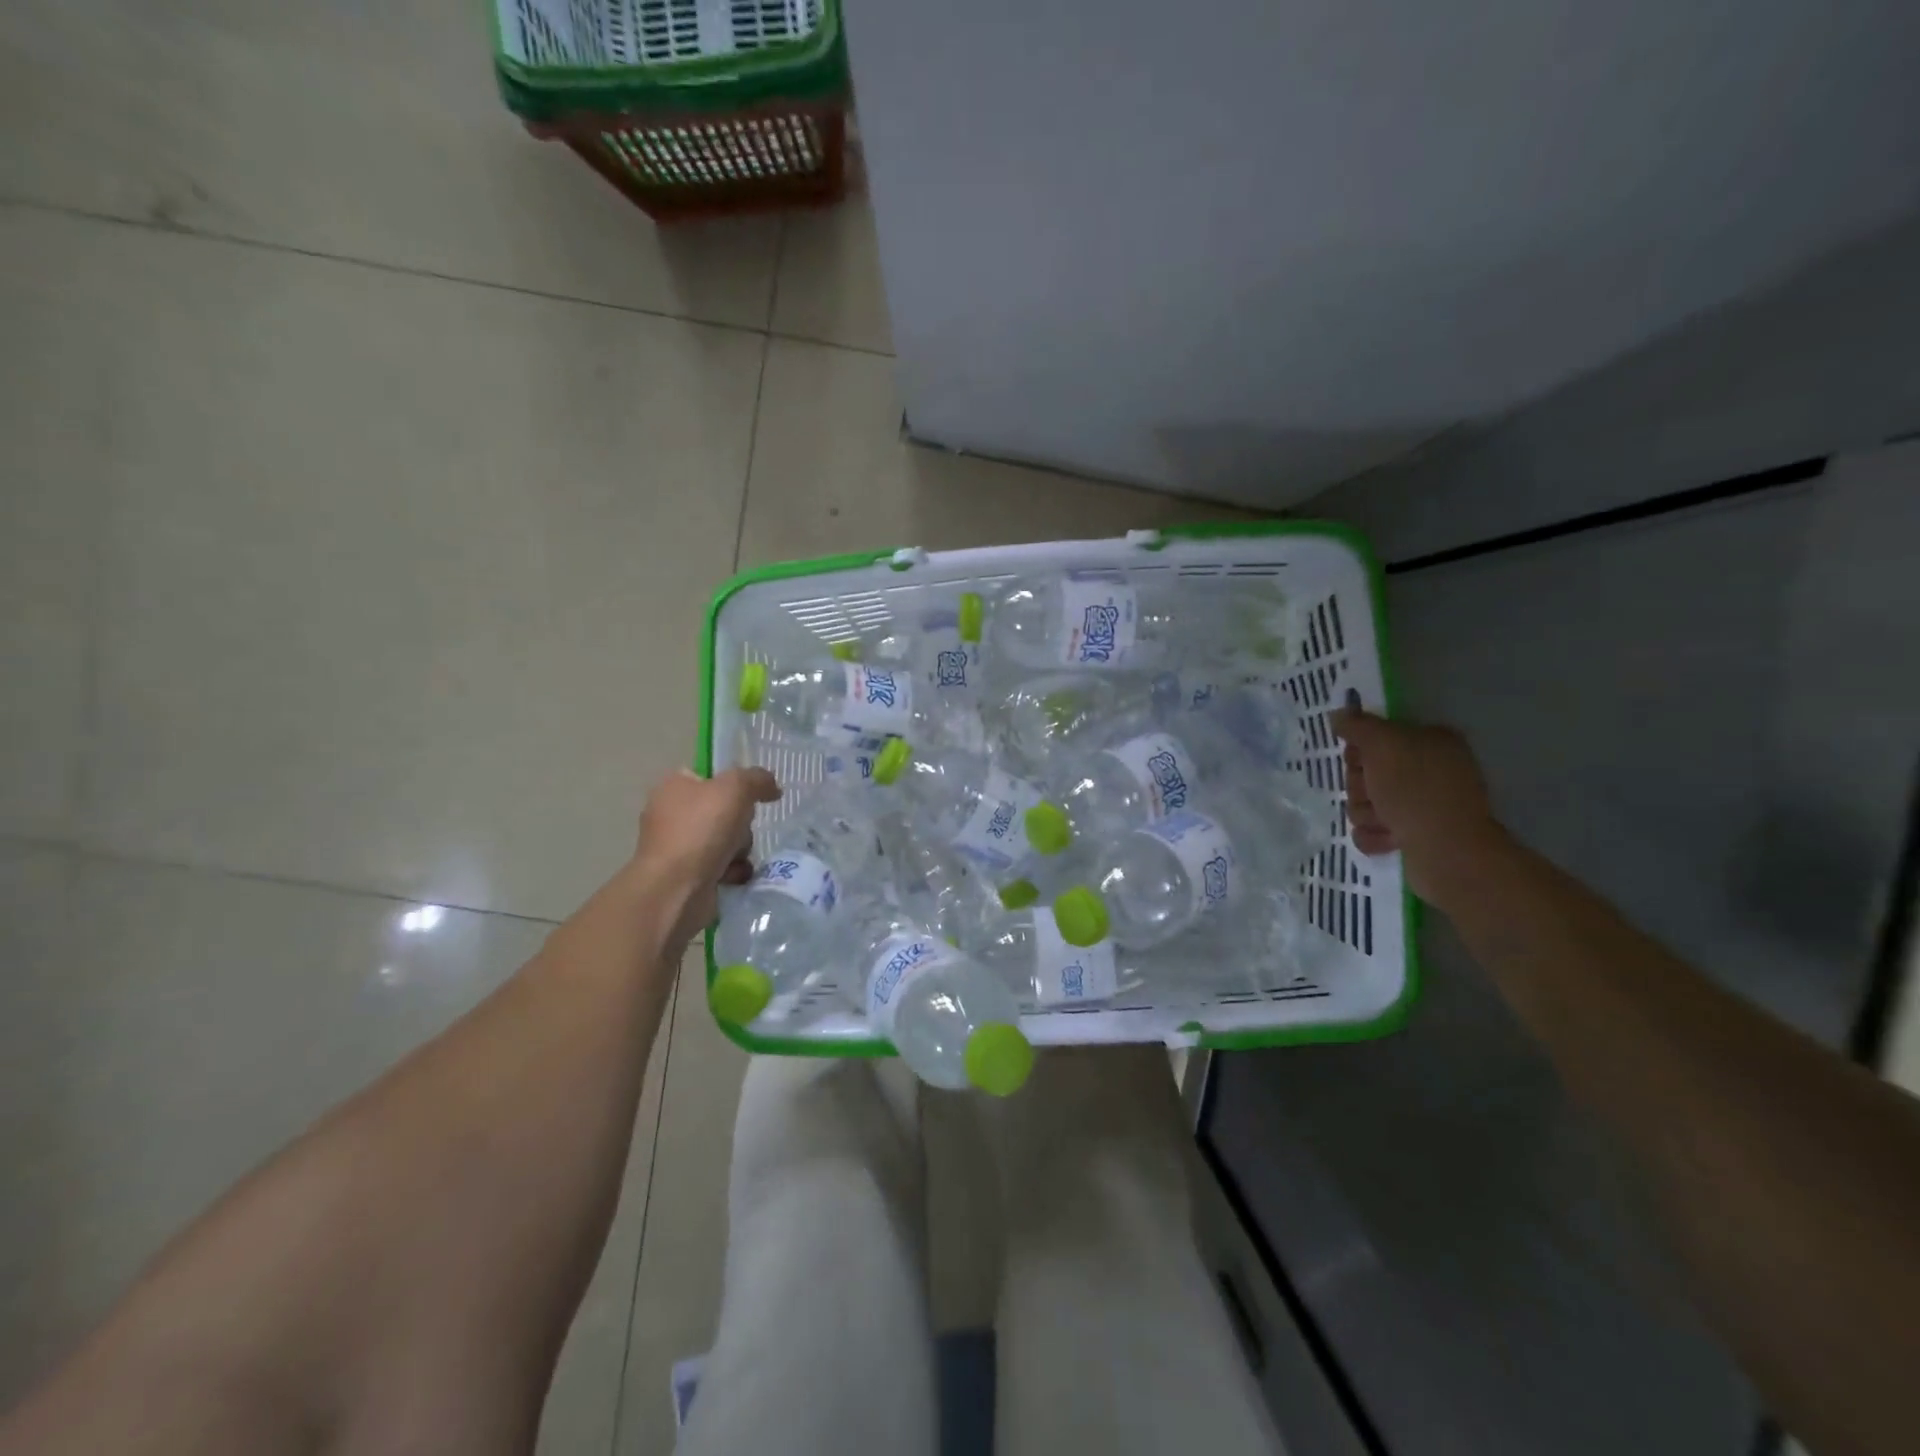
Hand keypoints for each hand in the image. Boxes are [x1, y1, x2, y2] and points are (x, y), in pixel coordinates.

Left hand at [634, 767, 780, 944]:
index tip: (749, 797)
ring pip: (726, 840)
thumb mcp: (736, 788)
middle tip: (740, 831)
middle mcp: (671, 814)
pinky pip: (721, 866)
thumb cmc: (701, 829)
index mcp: (674, 787)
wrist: (676, 889)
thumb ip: (757, 779)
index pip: (709, 777)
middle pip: (723, 811)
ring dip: (739, 849)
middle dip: (740, 824)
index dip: (733, 785)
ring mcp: (676, 847)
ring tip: (736, 858)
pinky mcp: (684, 876)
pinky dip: (732, 871)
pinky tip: (732, 876)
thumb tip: (771, 787)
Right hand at [1330, 706, 1504, 908]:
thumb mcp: (1384, 745)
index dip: (1361, 750)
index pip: (1376, 736)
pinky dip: (1375, 836)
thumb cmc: (1417, 791)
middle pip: (1365, 771)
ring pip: (1365, 802)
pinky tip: (1391, 839)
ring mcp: (1420, 804)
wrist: (1448, 853)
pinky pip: (1372, 830)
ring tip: (1387, 823)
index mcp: (1430, 741)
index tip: (1361, 759)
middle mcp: (1427, 770)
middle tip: (1376, 794)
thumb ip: (1359, 726)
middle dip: (1361, 786)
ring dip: (1367, 813)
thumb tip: (1339, 714)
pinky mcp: (1412, 835)